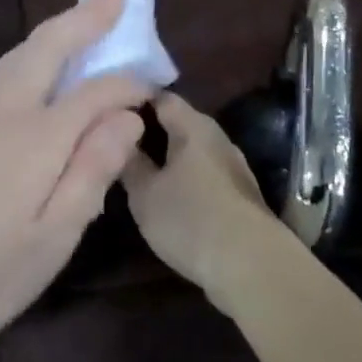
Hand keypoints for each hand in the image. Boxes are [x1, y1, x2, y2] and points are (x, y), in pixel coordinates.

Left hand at [0, 0, 148, 355]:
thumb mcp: (51, 239)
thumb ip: (92, 171)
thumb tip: (128, 117)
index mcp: (37, 137)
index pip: (97, 92)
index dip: (129, 84)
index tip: (154, 86)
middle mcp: (4, 111)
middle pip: (48, 46)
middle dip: (85, 17)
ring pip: (18, 54)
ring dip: (55, 30)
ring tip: (82, 20)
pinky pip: (1, 74)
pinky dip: (30, 54)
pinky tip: (34, 70)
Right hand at [121, 94, 282, 297]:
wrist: (252, 264)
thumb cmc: (190, 220)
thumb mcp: (145, 195)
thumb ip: (130, 163)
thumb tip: (119, 137)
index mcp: (193, 126)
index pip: (161, 97)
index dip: (134, 100)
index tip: (109, 114)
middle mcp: (217, 136)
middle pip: (179, 122)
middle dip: (150, 130)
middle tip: (118, 144)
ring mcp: (233, 164)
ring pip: (192, 149)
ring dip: (169, 156)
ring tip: (138, 170)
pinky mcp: (240, 191)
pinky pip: (204, 171)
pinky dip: (185, 176)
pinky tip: (169, 194)